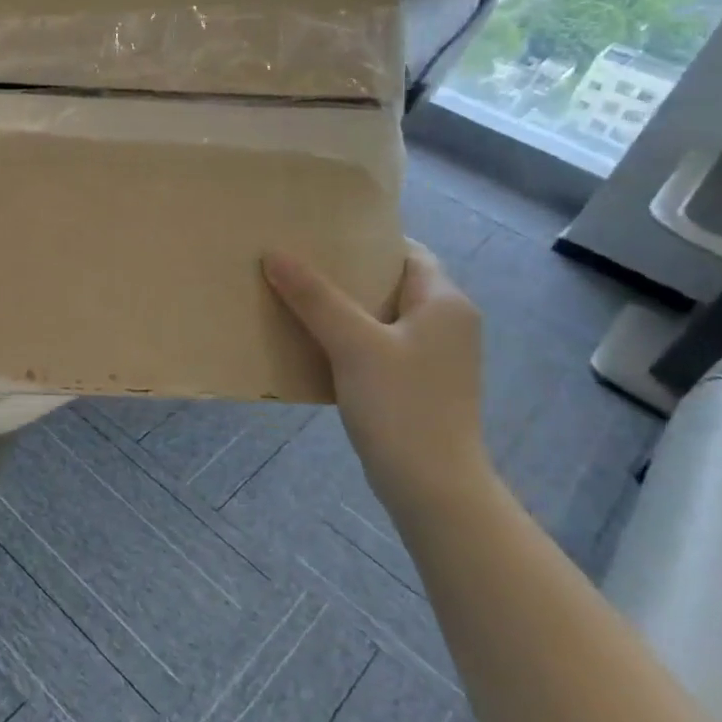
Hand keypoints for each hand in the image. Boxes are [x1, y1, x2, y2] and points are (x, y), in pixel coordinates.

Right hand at [263, 242, 489, 515]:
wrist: (432, 486)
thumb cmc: (401, 406)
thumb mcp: (353, 344)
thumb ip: (314, 297)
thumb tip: (274, 253)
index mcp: (445, 303)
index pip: (406, 252)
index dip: (363, 240)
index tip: (317, 236)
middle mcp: (447, 324)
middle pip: (390, 283)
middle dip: (344, 274)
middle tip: (294, 264)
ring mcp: (432, 357)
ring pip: (380, 317)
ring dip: (341, 308)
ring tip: (293, 298)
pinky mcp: (416, 385)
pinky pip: (377, 346)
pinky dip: (346, 338)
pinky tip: (311, 343)